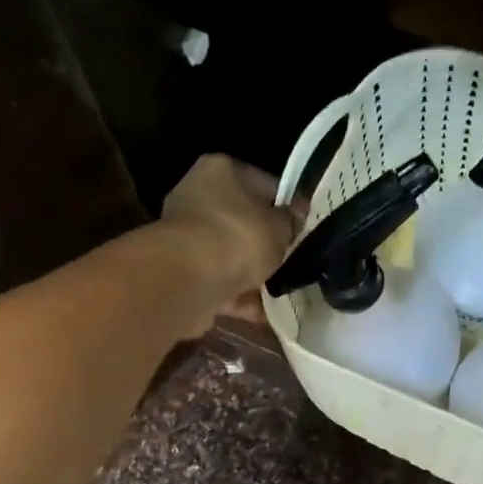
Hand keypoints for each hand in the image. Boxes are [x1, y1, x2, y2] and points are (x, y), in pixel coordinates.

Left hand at [159, 154, 302, 328]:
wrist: (189, 279)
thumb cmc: (239, 237)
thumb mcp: (280, 227)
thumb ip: (291, 222)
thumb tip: (296, 216)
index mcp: (221, 170)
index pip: (263, 184)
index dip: (285, 208)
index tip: (301, 230)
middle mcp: (197, 197)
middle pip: (242, 222)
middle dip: (265, 245)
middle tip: (291, 262)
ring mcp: (185, 237)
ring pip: (229, 256)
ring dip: (252, 275)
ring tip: (280, 292)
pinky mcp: (181, 273)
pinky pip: (219, 283)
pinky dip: (239, 297)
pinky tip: (263, 313)